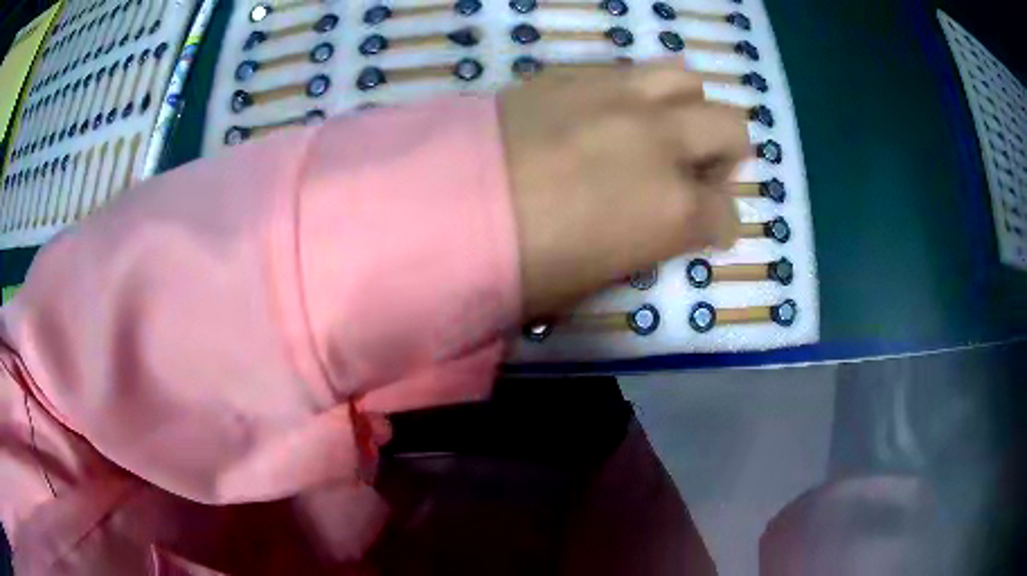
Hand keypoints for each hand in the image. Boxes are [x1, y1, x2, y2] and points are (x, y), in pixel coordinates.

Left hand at [500, 61, 747, 318]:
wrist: (441, 209)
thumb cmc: (519, 267)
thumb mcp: (596, 278)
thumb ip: (646, 242)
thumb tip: (659, 224)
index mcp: (672, 209)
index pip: (726, 213)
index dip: (722, 225)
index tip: (710, 229)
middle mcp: (660, 141)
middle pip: (731, 127)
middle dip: (726, 154)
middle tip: (699, 171)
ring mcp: (618, 96)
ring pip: (687, 80)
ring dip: (689, 107)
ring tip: (665, 127)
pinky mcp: (573, 74)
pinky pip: (627, 69)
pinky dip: (637, 90)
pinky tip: (613, 109)